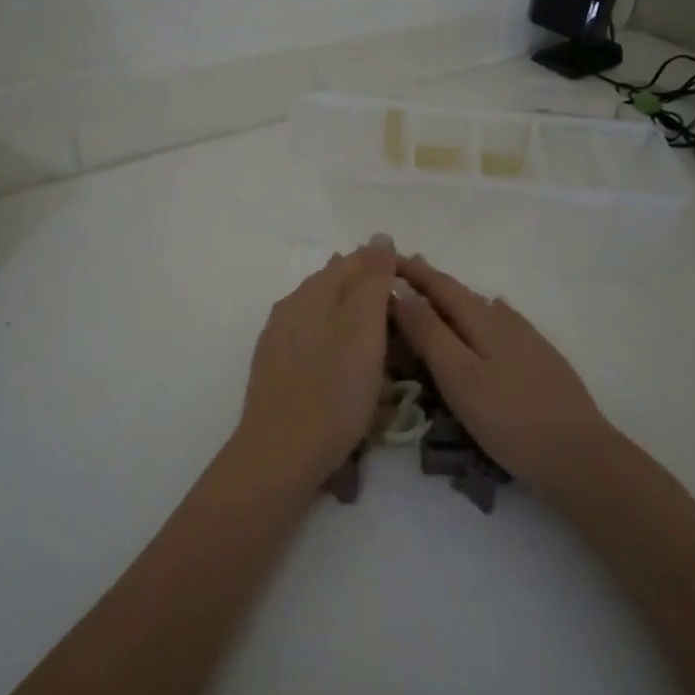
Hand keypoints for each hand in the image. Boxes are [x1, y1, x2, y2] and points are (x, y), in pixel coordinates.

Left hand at [234, 238, 397, 484]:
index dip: (387, 267)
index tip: (417, 289)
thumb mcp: (363, 330)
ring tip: (385, 346)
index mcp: (310, 293)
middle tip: (406, 321)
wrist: (280, 457)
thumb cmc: (332, 392)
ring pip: (325, 315)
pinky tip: (351, 367)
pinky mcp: (277, 371)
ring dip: (356, 321)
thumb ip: (372, 281)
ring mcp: (279, 340)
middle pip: (337, 286)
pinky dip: (340, 347)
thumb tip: (379, 238)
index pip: (354, 261)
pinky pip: (316, 343)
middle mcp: (289, 308)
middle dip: (371, 294)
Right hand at [391, 254, 627, 499]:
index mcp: (482, 320)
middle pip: (461, 293)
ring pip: (482, 308)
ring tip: (434, 296)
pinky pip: (502, 324)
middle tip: (402, 272)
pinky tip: (491, 317)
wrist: (580, 454)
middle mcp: (505, 320)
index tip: (384, 257)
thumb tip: (401, 291)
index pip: (439, 285)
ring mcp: (527, 340)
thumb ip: (429, 333)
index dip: (411, 270)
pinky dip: (482, 315)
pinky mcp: (540, 360)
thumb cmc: (509, 418)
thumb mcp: (459, 376)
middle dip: (430, 282)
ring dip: (453, 300)